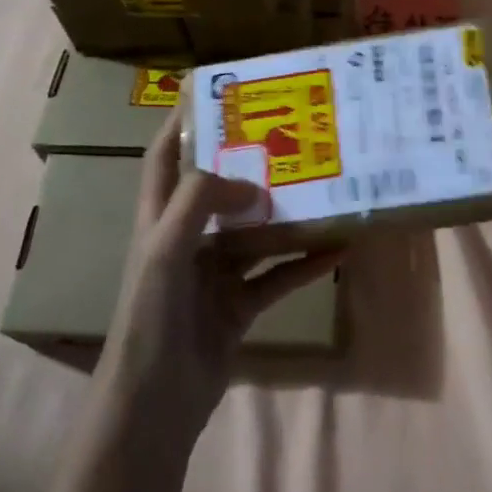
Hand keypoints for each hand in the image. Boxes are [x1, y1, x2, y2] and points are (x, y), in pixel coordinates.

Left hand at [98, 111, 342, 439]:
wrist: (156, 402)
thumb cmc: (152, 317)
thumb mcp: (167, 250)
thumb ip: (201, 203)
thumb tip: (251, 180)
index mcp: (158, 220)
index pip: (165, 158)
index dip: (182, 122)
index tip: (213, 88)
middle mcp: (187, 240)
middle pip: (218, 191)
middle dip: (250, 163)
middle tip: (291, 134)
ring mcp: (215, 275)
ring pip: (256, 233)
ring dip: (287, 214)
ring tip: (324, 185)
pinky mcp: (240, 305)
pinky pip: (278, 275)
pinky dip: (305, 262)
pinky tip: (338, 247)